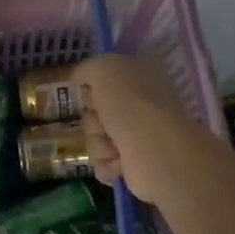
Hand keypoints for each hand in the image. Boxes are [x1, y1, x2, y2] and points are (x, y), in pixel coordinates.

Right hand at [70, 53, 187, 200]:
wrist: (154, 150)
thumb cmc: (129, 103)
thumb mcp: (103, 69)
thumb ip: (87, 69)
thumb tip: (80, 81)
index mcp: (141, 75)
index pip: (106, 77)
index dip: (93, 86)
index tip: (90, 93)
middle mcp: (141, 103)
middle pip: (96, 110)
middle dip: (93, 119)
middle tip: (103, 122)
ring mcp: (139, 134)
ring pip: (96, 137)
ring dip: (98, 143)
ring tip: (114, 148)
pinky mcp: (135, 164)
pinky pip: (103, 162)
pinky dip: (106, 164)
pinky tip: (118, 164)